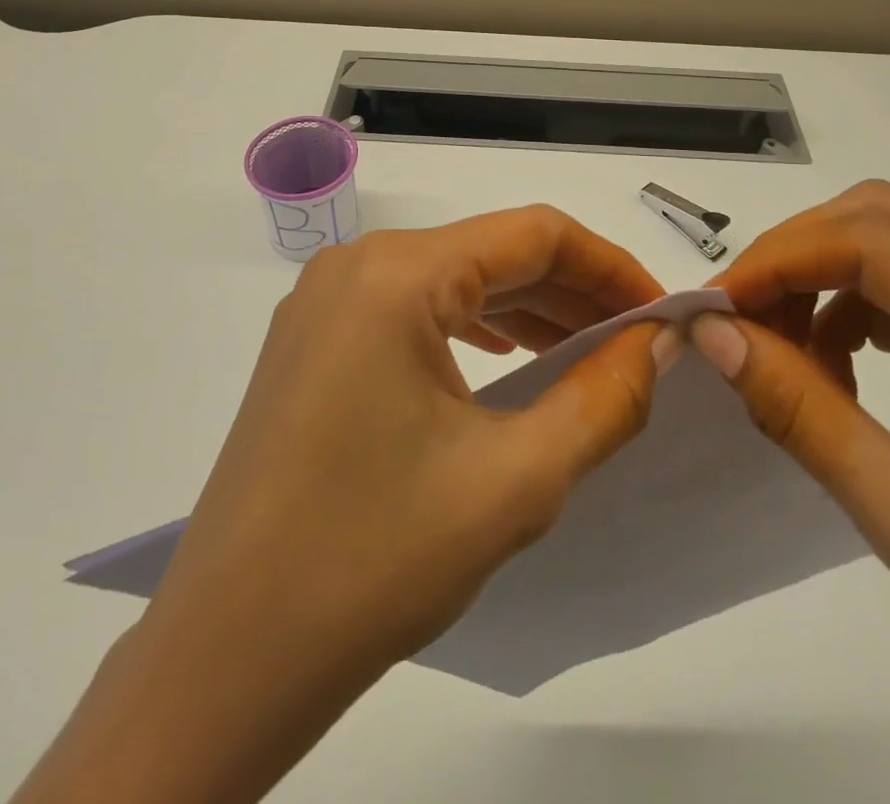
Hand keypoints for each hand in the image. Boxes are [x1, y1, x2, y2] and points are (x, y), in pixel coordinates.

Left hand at [15, 207, 670, 803]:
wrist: (227, 655)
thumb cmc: (375, 559)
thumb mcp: (516, 480)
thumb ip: (605, 398)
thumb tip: (660, 341)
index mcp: (398, 274)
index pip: (533, 235)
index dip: (610, 265)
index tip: (662, 311)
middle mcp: (357, 264)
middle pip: (492, 252)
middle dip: (573, 291)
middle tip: (639, 339)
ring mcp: (327, 300)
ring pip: (453, 280)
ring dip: (527, 310)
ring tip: (589, 351)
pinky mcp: (314, 339)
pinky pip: (413, 309)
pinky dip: (473, 327)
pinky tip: (510, 357)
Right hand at [695, 181, 889, 802]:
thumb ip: (799, 411)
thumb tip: (712, 331)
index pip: (875, 242)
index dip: (781, 259)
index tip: (716, 307)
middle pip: (881, 219)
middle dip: (793, 256)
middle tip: (739, 319)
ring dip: (819, 278)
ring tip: (785, 354)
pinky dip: (850, 304)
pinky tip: (835, 366)